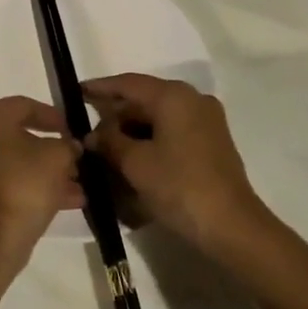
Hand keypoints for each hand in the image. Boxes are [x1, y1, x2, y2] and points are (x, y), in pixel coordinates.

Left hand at [0, 96, 83, 260]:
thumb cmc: (25, 182)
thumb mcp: (58, 156)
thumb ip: (68, 145)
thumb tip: (71, 146)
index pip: (27, 105)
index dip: (55, 117)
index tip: (75, 130)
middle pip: (22, 136)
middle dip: (54, 149)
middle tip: (78, 158)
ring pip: (19, 162)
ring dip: (49, 171)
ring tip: (80, 184)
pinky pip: (12, 182)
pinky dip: (36, 187)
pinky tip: (70, 200)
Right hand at [84, 74, 268, 252]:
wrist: (231, 225)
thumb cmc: (179, 186)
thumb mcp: (135, 163)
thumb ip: (110, 141)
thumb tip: (93, 134)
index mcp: (174, 96)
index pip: (128, 83)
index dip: (100, 87)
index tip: (76, 91)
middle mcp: (192, 100)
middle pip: (145, 99)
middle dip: (115, 115)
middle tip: (88, 130)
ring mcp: (206, 121)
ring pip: (159, 117)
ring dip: (132, 130)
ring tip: (106, 148)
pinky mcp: (211, 142)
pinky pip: (172, 131)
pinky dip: (151, 140)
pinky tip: (132, 157)